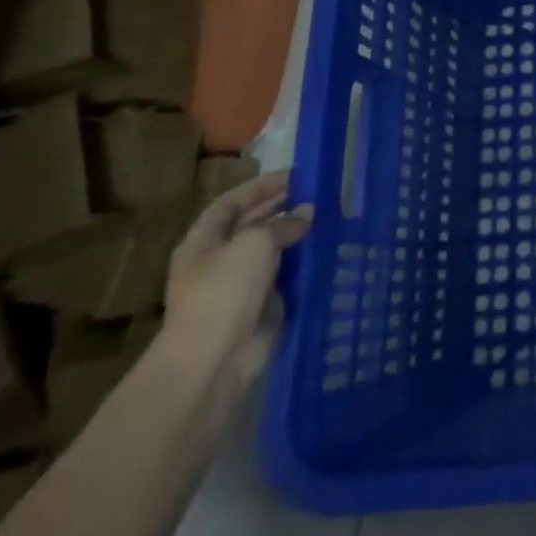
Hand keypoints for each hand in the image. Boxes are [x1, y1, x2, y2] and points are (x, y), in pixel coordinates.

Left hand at [162, 171, 312, 393]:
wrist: (215, 360)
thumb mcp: (255, 243)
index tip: (296, 175)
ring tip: (331, 216)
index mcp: (204, 241)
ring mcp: (240, 285)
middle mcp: (219, 260)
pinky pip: (287, 276)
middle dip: (283, 207)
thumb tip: (307, 212)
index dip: (260, 186)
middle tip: (320, 192)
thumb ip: (283, 223)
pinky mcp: (262, 306)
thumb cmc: (225, 291)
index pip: (231, 203)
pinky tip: (329, 249)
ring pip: (273, 250)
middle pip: (252, 225)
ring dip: (298, 235)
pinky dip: (305, 262)